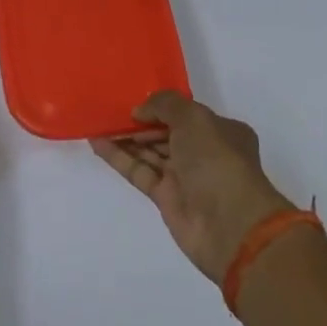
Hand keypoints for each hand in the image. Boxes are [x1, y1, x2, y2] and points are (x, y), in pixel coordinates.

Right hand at [91, 92, 299, 284]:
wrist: (229, 224)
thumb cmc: (217, 162)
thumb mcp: (194, 119)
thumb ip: (164, 105)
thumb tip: (140, 111)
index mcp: (220, 131)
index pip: (185, 114)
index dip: (159, 107)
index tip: (132, 101)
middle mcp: (203, 152)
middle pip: (165, 132)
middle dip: (139, 122)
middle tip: (108, 111)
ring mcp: (184, 176)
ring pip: (150, 152)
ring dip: (125, 138)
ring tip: (97, 122)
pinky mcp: (165, 197)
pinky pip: (138, 171)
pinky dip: (119, 157)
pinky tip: (97, 143)